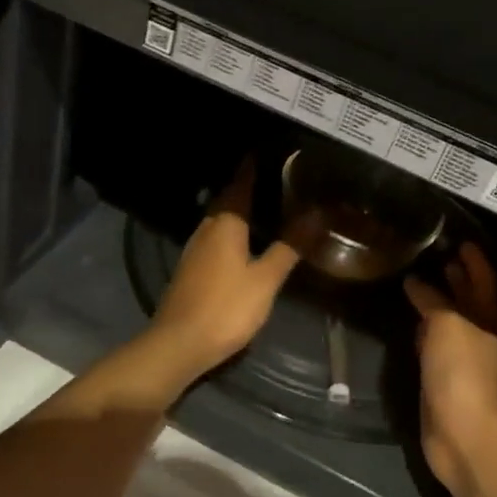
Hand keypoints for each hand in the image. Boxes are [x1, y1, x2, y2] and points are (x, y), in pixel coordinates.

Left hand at [148, 160, 299, 384]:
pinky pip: (214, 239)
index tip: (266, 152)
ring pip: (219, 221)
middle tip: (275, 179)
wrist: (179, 344)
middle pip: (227, 201)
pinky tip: (244, 243)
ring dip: (239, 211)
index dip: (252, 168)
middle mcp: (206, 229)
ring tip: (265, 207)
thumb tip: (317, 213)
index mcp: (225, 224)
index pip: (240, 184)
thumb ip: (290, 246)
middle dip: (247, 188)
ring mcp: (194, 250)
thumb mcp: (265, 279)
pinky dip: (231, 233)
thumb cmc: (226, 308)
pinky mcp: (190, 270)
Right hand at [404, 244, 496, 496]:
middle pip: (470, 301)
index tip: (462, 241)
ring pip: (451, 322)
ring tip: (419, 283)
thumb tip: (415, 283)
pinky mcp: (443, 379)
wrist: (463, 434)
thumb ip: (433, 302)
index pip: (484, 283)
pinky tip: (413, 324)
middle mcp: (480, 337)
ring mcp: (462, 360)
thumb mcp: (447, 326)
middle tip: (438, 256)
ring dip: (440, 303)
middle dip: (458, 279)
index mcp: (489, 321)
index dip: (475, 262)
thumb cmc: (461, 373)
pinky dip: (426, 329)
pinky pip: (435, 345)